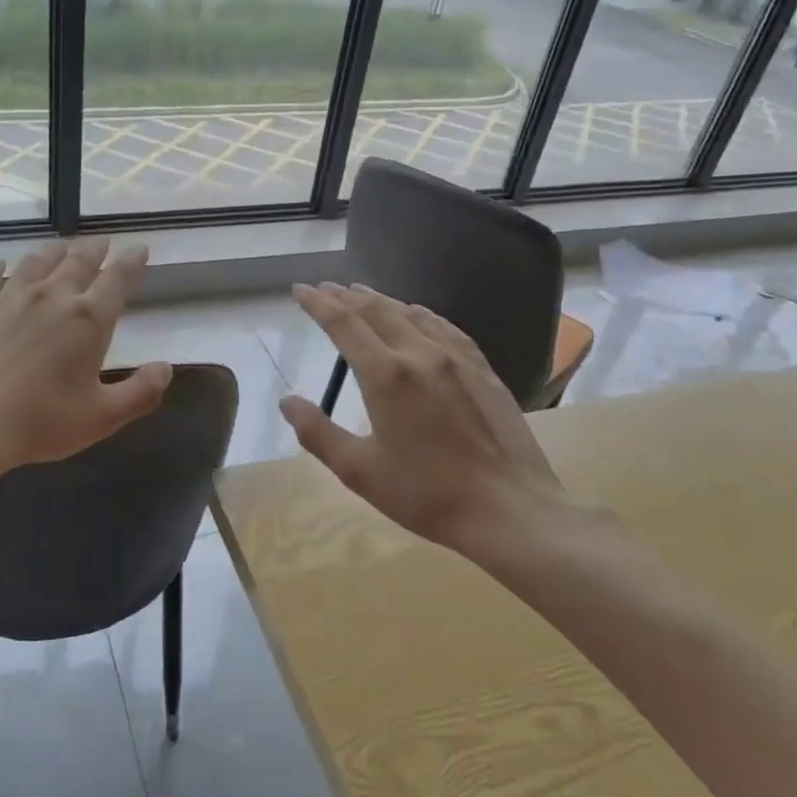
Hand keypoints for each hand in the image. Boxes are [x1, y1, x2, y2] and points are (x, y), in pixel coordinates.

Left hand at [0, 237, 171, 489]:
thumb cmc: (40, 422)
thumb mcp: (102, 417)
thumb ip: (140, 392)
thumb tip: (166, 368)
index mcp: (88, 320)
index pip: (118, 279)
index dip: (132, 261)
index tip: (139, 248)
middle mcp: (52, 297)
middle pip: (78, 261)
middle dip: (95, 250)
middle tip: (102, 242)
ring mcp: (8, 297)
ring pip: (37, 261)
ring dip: (54, 251)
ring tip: (61, 246)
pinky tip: (0, 265)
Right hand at [279, 283, 591, 564]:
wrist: (509, 509)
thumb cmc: (426, 495)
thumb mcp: (359, 471)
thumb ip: (318, 433)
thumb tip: (287, 402)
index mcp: (386, 375)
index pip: (344, 324)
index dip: (319, 304)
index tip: (301, 290)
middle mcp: (420, 354)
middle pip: (377, 310)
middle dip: (346, 296)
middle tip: (325, 287)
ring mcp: (457, 358)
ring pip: (412, 314)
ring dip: (381, 300)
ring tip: (362, 294)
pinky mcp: (483, 369)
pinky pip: (445, 327)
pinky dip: (421, 313)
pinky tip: (418, 314)